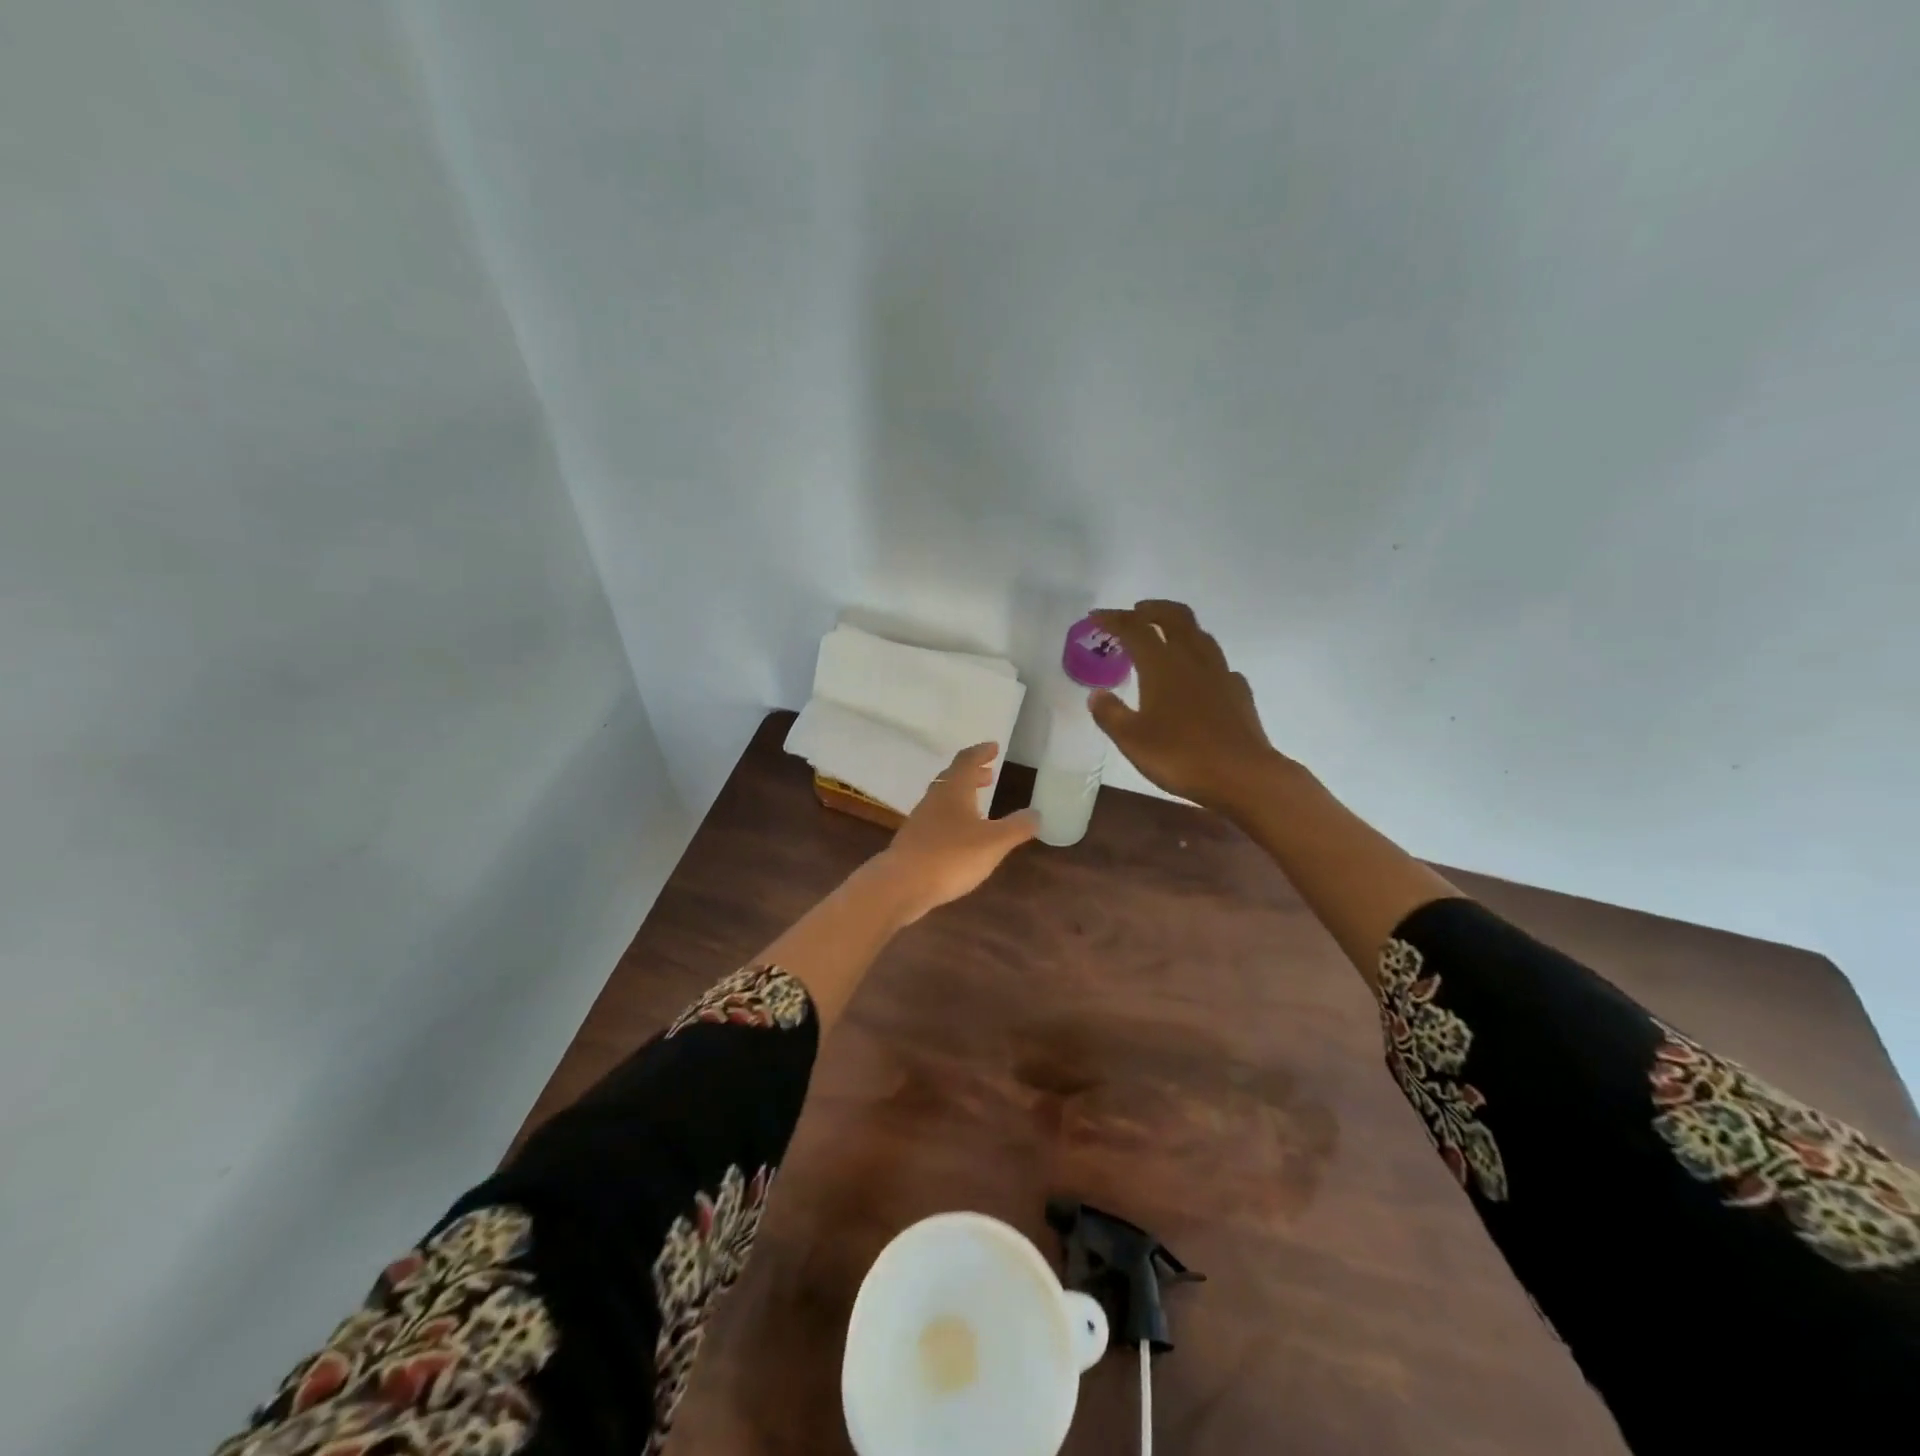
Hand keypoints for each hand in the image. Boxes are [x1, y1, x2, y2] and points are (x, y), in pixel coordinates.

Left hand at [876, 743, 1038, 920]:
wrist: (901, 884)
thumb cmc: (951, 856)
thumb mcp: (993, 842)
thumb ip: (1017, 827)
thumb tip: (1036, 813)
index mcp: (953, 790)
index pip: (967, 760)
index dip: (981, 752)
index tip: (994, 747)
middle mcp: (934, 798)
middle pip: (953, 777)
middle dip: (972, 774)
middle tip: (989, 774)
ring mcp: (920, 819)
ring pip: (943, 798)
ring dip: (962, 795)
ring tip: (979, 804)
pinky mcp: (913, 841)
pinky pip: (936, 819)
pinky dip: (952, 817)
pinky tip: (960, 835)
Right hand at [1087, 600, 1281, 813]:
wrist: (1243, 775)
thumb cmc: (1180, 756)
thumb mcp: (1131, 740)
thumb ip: (1110, 714)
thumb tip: (1096, 695)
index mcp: (1162, 666)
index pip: (1135, 629)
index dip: (1113, 619)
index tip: (1096, 616)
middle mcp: (1192, 659)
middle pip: (1174, 617)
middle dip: (1152, 609)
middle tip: (1135, 612)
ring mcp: (1220, 673)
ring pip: (1199, 635)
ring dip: (1178, 628)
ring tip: (1164, 637)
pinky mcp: (1238, 691)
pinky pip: (1217, 664)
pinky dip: (1200, 660)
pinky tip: (1196, 676)